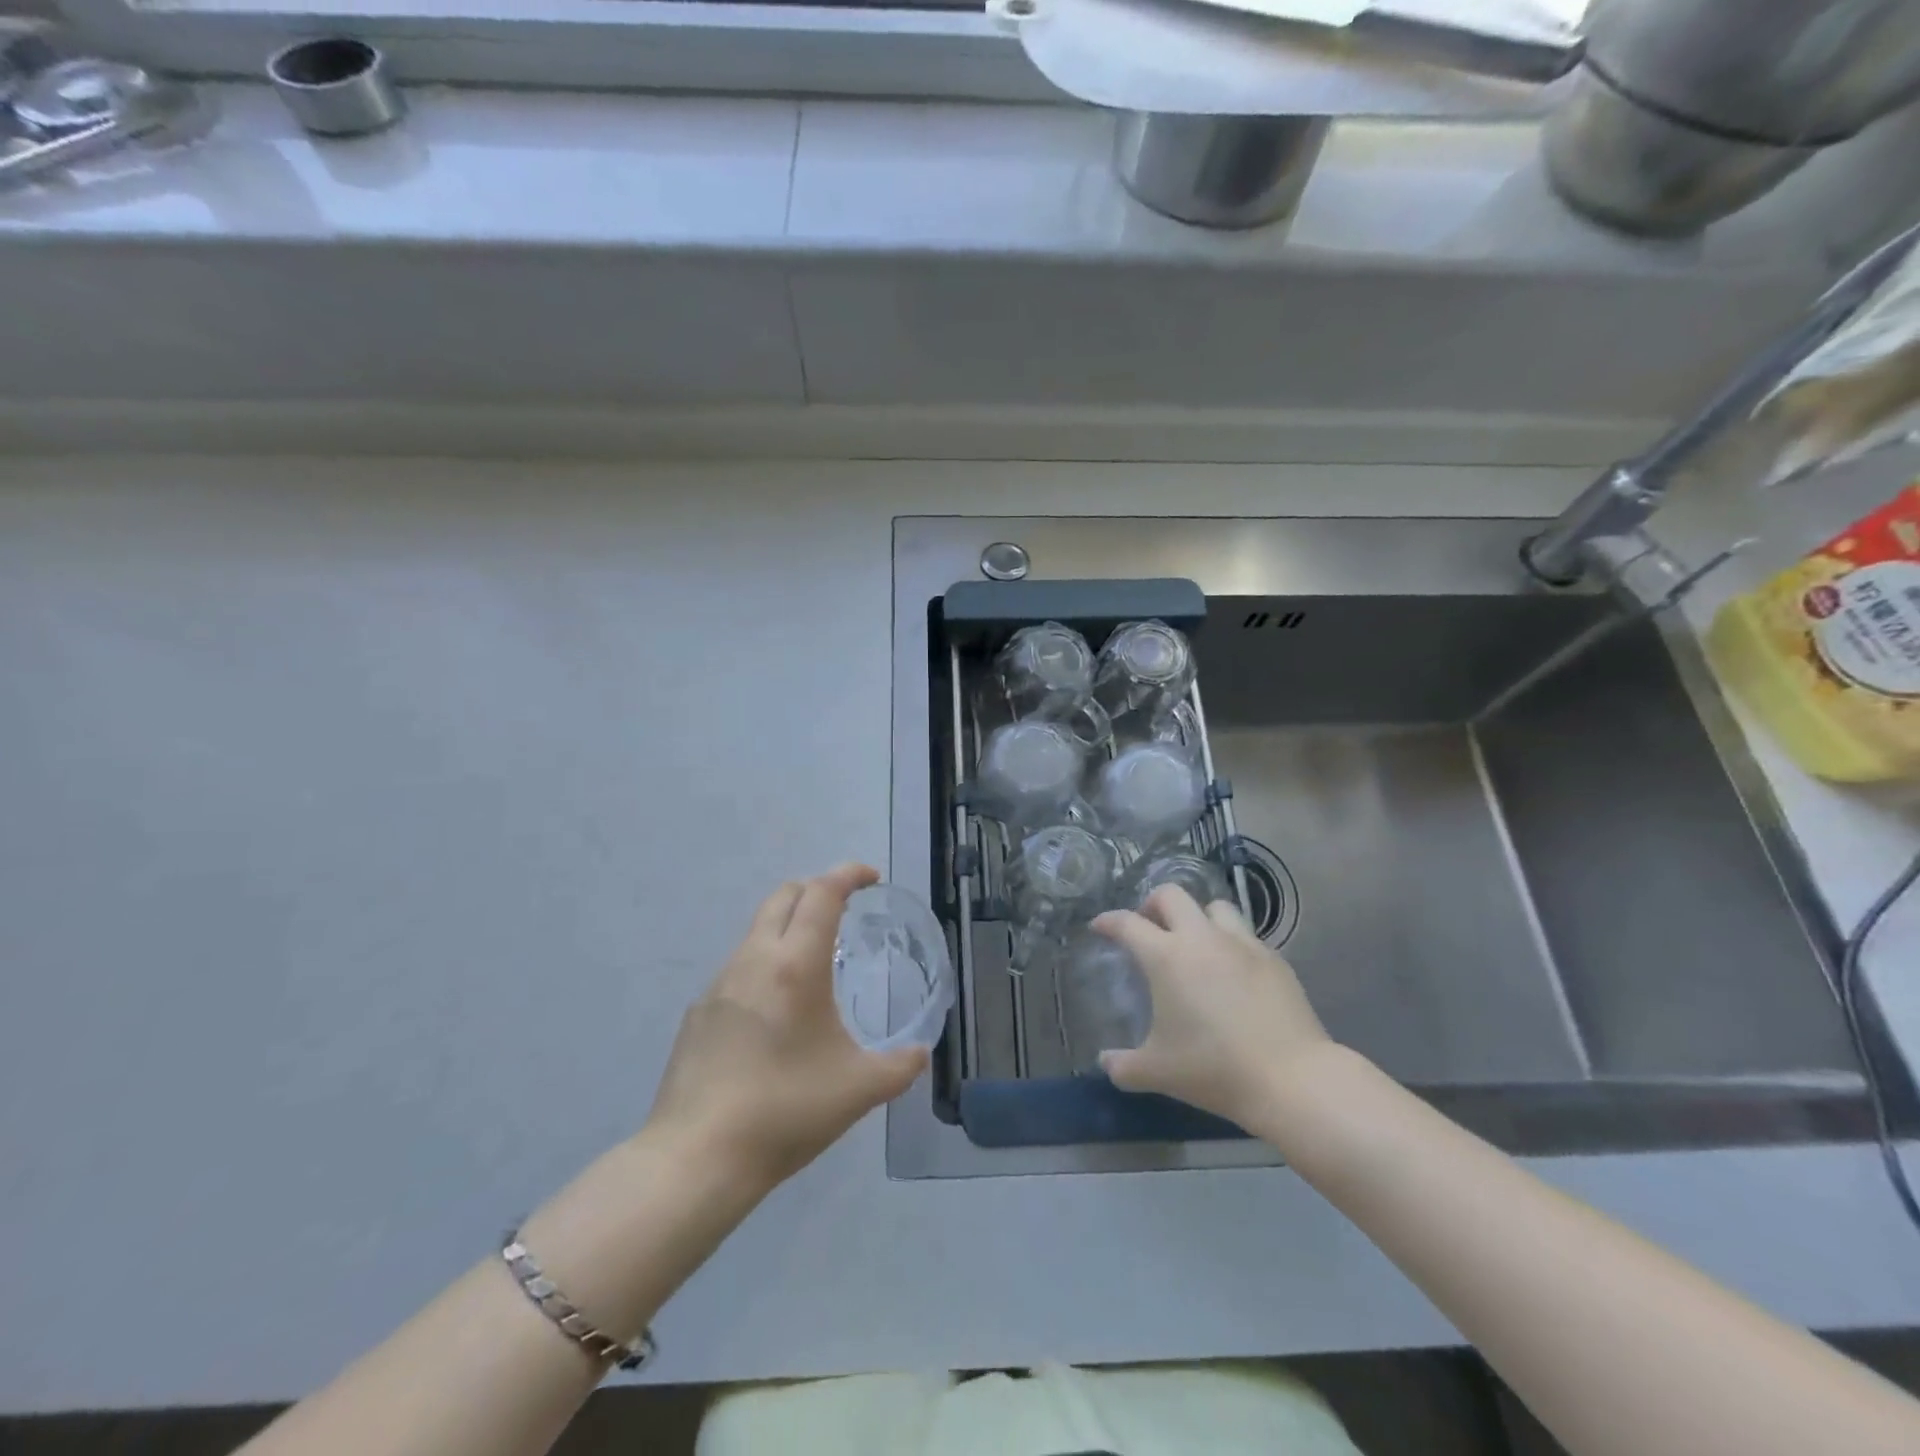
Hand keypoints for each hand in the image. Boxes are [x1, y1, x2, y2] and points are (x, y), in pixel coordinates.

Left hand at [642, 863, 928, 1192]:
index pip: (822, 893)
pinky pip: (738, 968)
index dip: (848, 874)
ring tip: (815, 964)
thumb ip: (900, 1066)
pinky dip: (765, 965)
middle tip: (845, 909)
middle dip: (817, 889)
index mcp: (796, 964)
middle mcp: (754, 960)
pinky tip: (775, 1013)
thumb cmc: (785, 1111)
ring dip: (788, 927)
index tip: (870, 877)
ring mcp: (719, 984)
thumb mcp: (859, 1090)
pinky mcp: (698, 1013)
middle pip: (784, 896)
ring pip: (757, 931)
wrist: (695, 1158)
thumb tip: (919, 1053)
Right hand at [1092, 886, 1336, 1131]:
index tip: (1100, 927)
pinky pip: (1246, 936)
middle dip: (1153, 905)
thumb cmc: (1214, 1069)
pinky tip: (1232, 971)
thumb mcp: (1158, 1072)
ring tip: (1194, 942)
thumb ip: (1123, 1066)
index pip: (1127, 923)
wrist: (1292, 1079)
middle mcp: (1202, 938)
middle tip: (1148, 928)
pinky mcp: (1274, 959)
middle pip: (1171, 895)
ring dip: (1198, 917)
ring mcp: (1242, 944)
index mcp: (1167, 957)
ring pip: (1215, 907)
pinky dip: (1231, 943)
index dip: (1108, 921)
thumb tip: (1105, 1062)